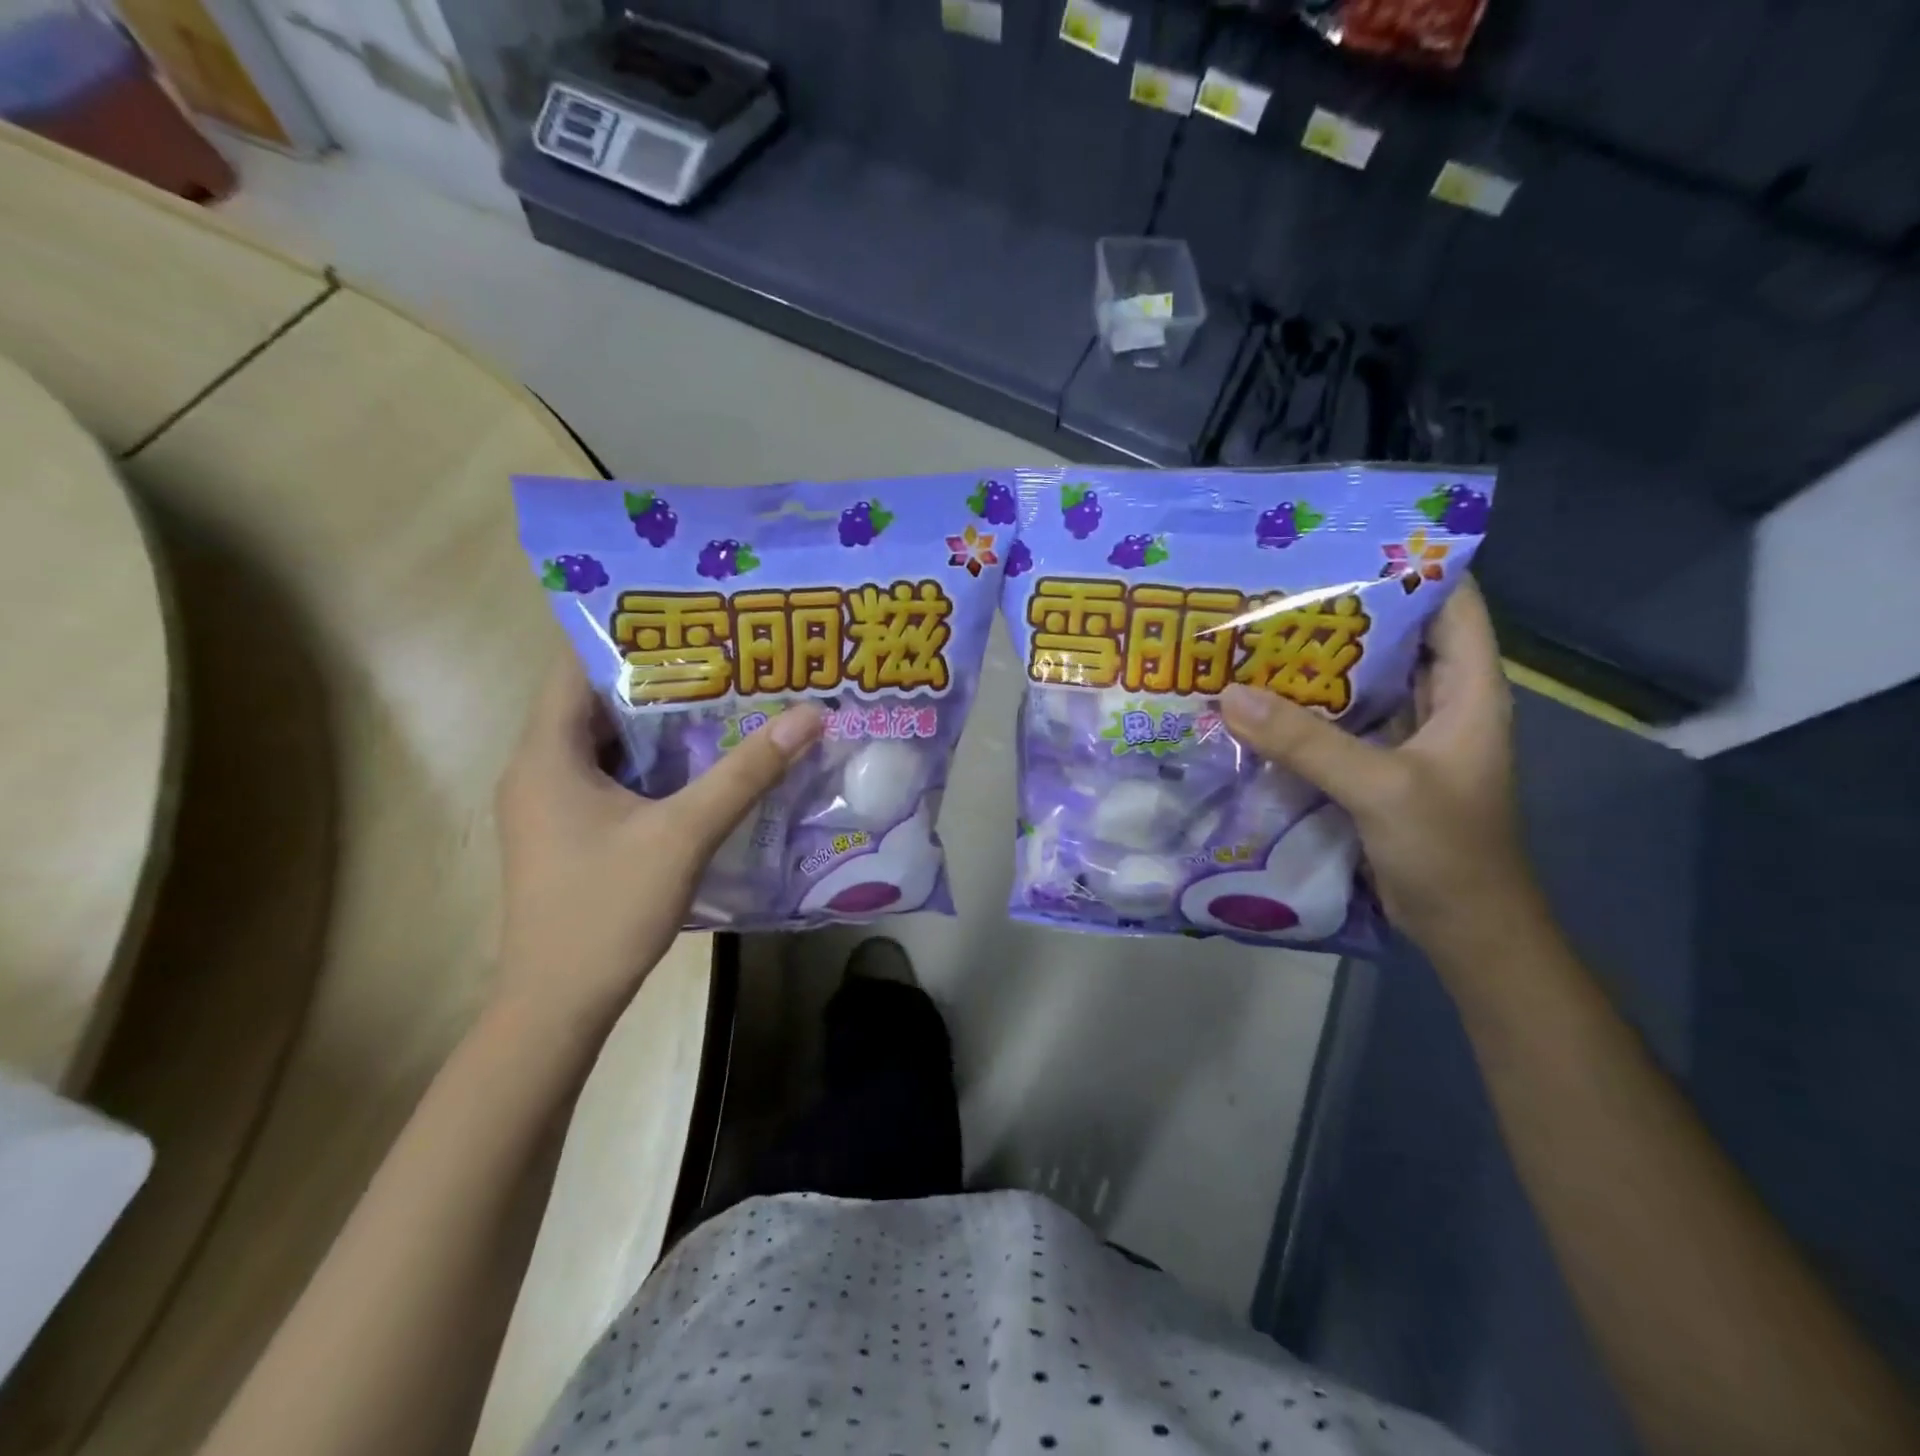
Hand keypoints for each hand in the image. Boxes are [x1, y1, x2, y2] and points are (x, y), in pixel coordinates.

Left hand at [493, 658, 822, 1024]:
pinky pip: (611, 778)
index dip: (629, 636)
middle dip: (660, 678)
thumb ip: (745, 773)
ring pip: (608, 744)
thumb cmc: (607, 909)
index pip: (575, 666)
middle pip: (596, 702)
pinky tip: (702, 765)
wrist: (558, 1005)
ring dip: (660, 724)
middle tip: (725, 657)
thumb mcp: (685, 833)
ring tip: (724, 699)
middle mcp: (538, 769)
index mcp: (546, 754)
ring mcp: (551, 805)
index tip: (692, 620)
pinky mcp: (569, 833)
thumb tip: (808, 715)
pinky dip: (653, 764)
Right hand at [1219, 577, 1537, 957]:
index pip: (1451, 602)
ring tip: (1256, 635)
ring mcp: (1408, 736)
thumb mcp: (1380, 788)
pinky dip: (1304, 710)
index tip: (1342, 544)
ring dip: (1315, 664)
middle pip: (1395, 637)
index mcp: (1467, 689)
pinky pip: (1339, 723)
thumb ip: (1306, 742)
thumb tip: (1229, 695)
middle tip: (1275, 588)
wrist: (1466, 929)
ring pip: (1361, 682)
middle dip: (1341, 612)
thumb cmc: (1448, 851)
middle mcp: (1439, 702)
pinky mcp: (1378, 767)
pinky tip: (1259, 701)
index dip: (1408, 566)